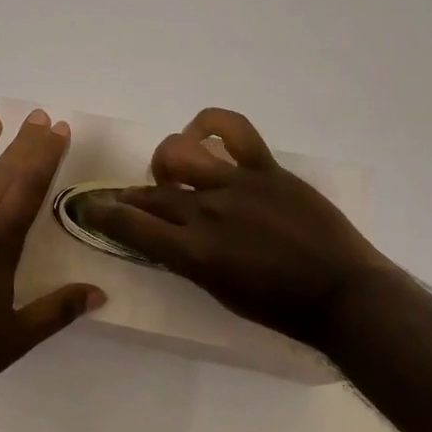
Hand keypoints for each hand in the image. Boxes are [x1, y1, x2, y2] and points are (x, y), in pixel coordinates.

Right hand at [84, 108, 394, 352]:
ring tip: (173, 174)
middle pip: (150, 193)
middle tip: (122, 199)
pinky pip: (233, 128)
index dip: (101, 213)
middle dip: (127, 196)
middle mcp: (207, 212)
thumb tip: (167, 237)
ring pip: (178, 153)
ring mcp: (237, 184)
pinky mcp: (266, 168)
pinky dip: (209, 123)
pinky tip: (203, 134)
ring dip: (165, 163)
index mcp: (194, 253)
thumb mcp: (220, 292)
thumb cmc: (281, 308)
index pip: (131, 225)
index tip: (87, 207)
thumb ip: (188, 260)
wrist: (343, 294)